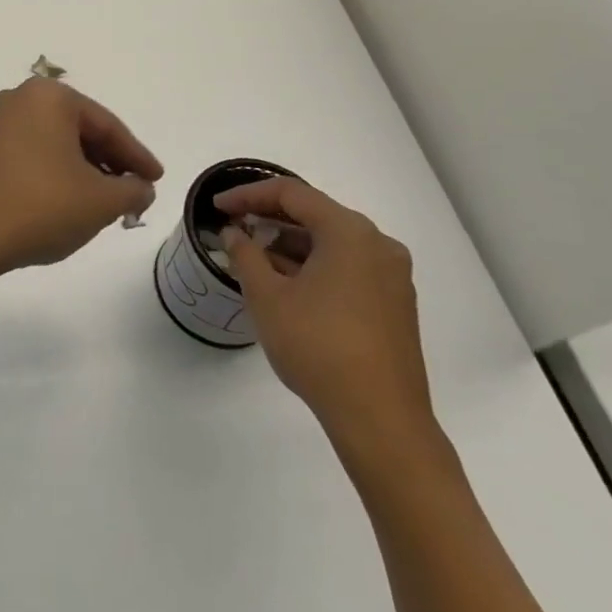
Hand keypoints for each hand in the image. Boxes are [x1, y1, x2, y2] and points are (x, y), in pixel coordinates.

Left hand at [0, 78, 160, 270]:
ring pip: (58, 143)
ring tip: (108, 200)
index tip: (157, 179)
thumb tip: (141, 188)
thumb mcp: (102, 201)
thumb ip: (133, 189)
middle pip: (81, 130)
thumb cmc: (42, 207)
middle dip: (110, 162)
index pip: (107, 126)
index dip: (137, 156)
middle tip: (135, 191)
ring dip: (86, 169)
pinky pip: (35, 153)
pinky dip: (59, 172)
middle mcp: (21, 98)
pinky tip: (72, 199)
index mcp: (50, 97)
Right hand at [217, 178, 437, 459]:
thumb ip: (245, 254)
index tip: (217, 207)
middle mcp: (377, 244)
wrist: (380, 419)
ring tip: (253, 255)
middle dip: (270, 217)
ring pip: (332, 242)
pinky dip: (314, 264)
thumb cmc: (317, 346)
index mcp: (349, 232)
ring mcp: (392, 275)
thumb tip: (235, 233)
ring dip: (290, 243)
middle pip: (315, 213)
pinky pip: (347, 265)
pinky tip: (286, 282)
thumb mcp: (267, 296)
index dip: (248, 194)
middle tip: (233, 225)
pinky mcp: (394, 303)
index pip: (291, 193)